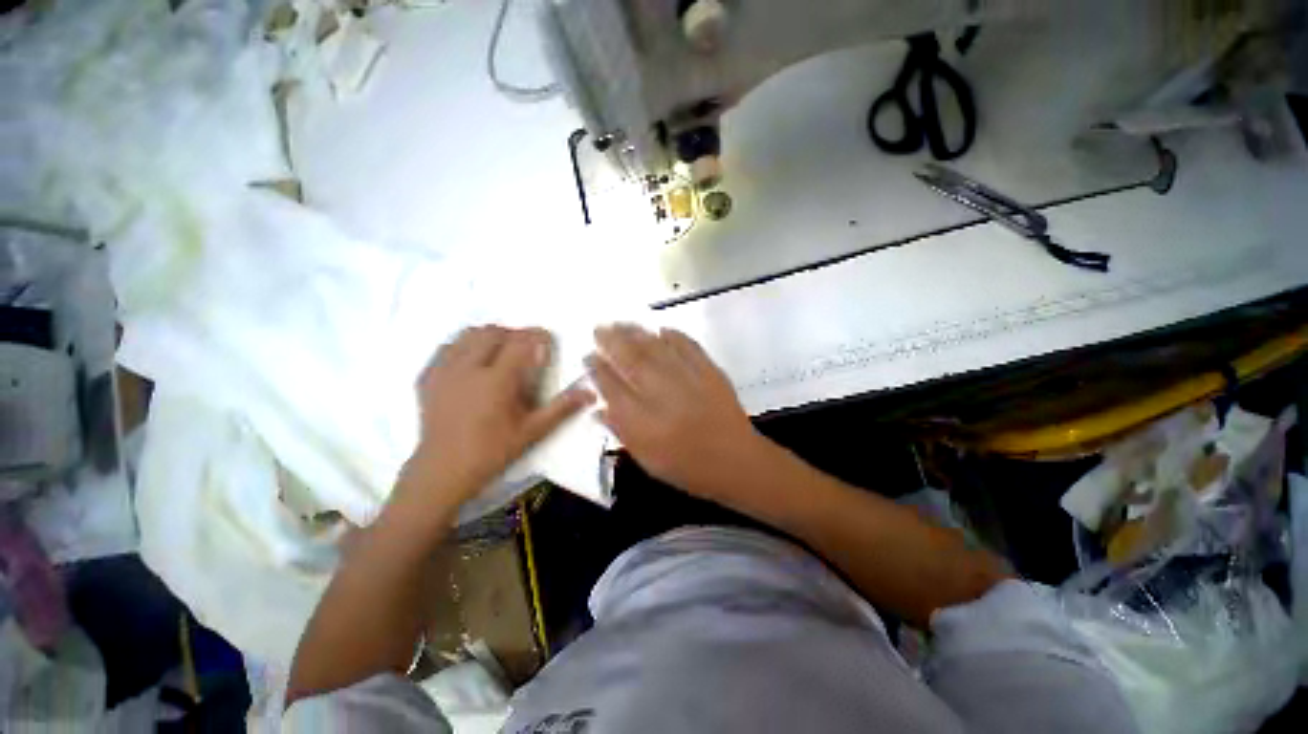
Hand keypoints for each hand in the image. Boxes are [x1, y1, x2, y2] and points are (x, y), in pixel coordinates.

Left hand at [405, 326, 593, 505]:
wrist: (443, 471)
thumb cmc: (492, 452)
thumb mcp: (532, 431)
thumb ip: (561, 408)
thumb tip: (590, 393)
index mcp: (497, 381)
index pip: (521, 343)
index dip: (538, 336)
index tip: (548, 339)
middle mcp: (469, 368)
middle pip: (494, 332)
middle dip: (515, 333)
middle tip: (527, 347)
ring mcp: (444, 371)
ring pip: (468, 334)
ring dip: (490, 335)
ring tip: (502, 349)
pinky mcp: (427, 377)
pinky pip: (447, 347)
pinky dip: (464, 344)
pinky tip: (473, 359)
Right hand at [586, 324, 763, 499]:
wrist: (736, 461)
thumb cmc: (687, 466)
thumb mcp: (647, 459)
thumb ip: (621, 431)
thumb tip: (598, 409)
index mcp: (643, 422)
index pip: (613, 388)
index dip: (598, 370)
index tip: (588, 356)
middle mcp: (662, 395)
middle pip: (631, 361)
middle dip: (612, 342)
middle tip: (599, 329)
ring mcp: (688, 379)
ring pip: (656, 349)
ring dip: (636, 333)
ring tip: (621, 323)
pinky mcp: (710, 371)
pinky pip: (688, 346)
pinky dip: (674, 335)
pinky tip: (661, 329)